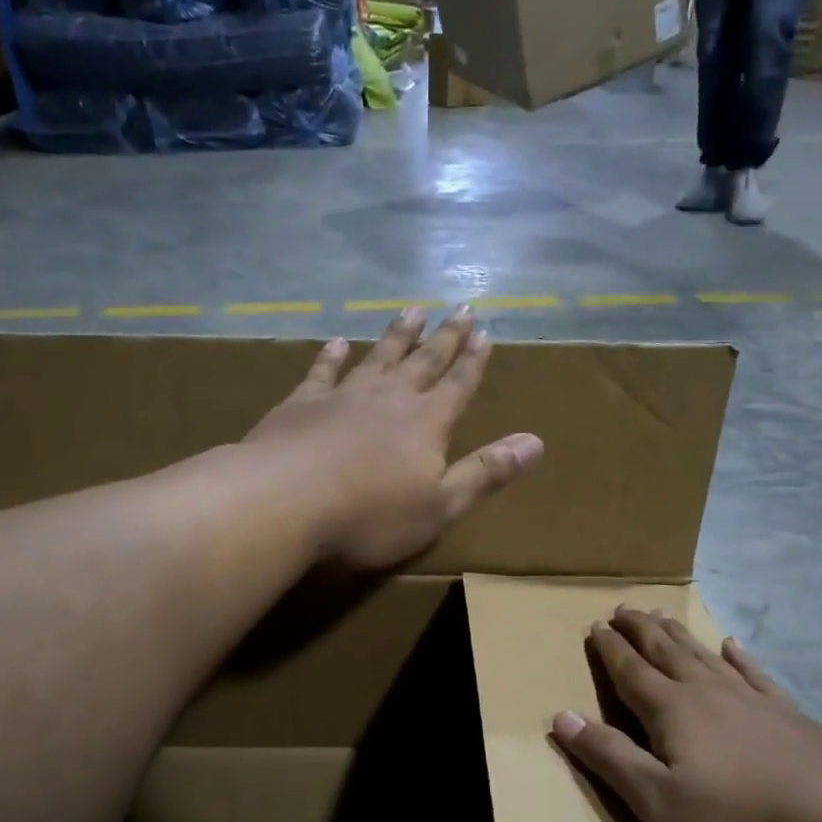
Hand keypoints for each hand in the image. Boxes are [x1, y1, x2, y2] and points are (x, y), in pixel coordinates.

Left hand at [243, 307, 542, 571]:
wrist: (285, 500)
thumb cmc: (370, 514)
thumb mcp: (440, 504)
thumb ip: (486, 472)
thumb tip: (535, 442)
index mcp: (426, 423)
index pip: (458, 385)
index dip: (473, 361)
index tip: (485, 331)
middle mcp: (390, 399)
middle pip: (423, 361)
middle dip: (445, 337)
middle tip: (460, 308)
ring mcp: (344, 396)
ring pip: (378, 356)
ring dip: (397, 335)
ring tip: (412, 311)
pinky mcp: (302, 404)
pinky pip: (323, 371)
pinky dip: (332, 355)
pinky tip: (338, 341)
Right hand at [549, 608, 821, 821]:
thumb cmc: (734, 816)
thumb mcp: (656, 798)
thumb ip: (608, 755)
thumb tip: (561, 715)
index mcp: (671, 709)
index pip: (630, 670)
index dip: (610, 648)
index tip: (595, 625)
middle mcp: (707, 691)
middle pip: (666, 651)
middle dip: (641, 629)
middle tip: (623, 608)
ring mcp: (751, 699)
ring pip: (704, 655)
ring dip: (679, 634)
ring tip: (662, 615)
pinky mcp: (788, 714)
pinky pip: (754, 673)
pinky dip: (738, 657)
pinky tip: (731, 644)